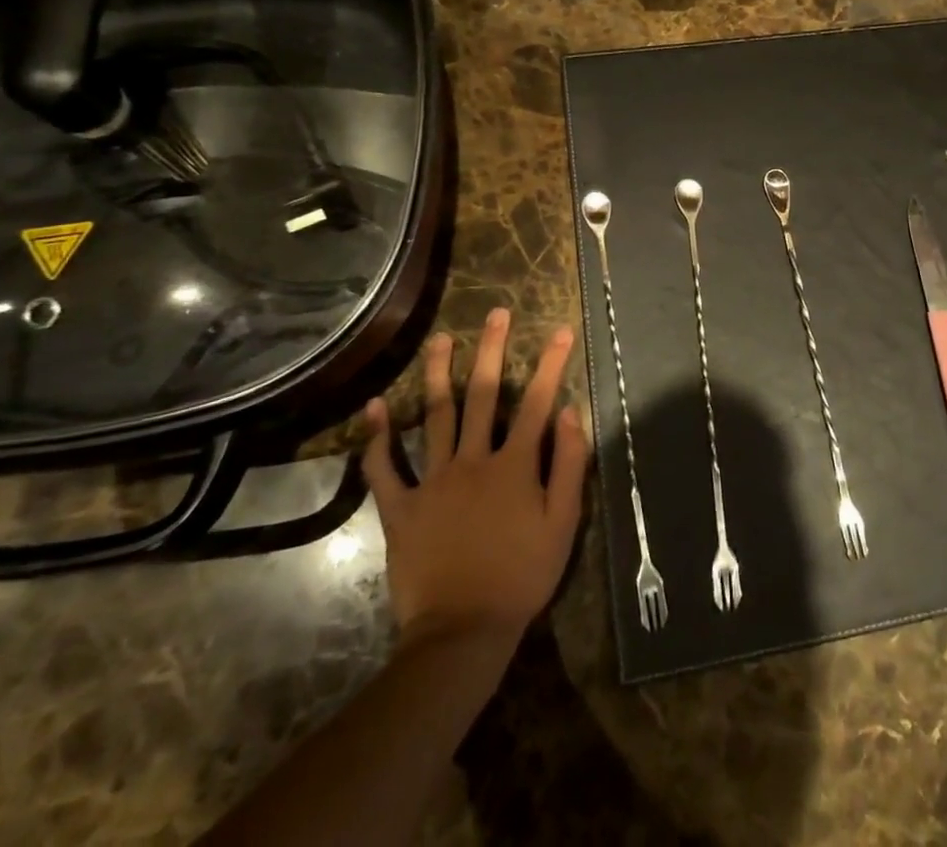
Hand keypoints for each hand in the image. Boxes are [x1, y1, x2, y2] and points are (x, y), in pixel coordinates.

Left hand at [360, 308, 587, 647]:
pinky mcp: (401, 508)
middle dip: (494, 350)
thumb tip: (571, 412)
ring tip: (441, 339)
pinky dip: (378, 437)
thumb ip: (569, 465)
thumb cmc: (522, 576)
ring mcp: (433, 481)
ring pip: (435, 416)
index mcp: (514, 465)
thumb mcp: (563, 523)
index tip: (560, 329)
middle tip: (497, 313)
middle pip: (484, 395)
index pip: (538, 402)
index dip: (552, 364)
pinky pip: (385, 468)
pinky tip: (375, 405)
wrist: (462, 632)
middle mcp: (473, 460)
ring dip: (439, 373)